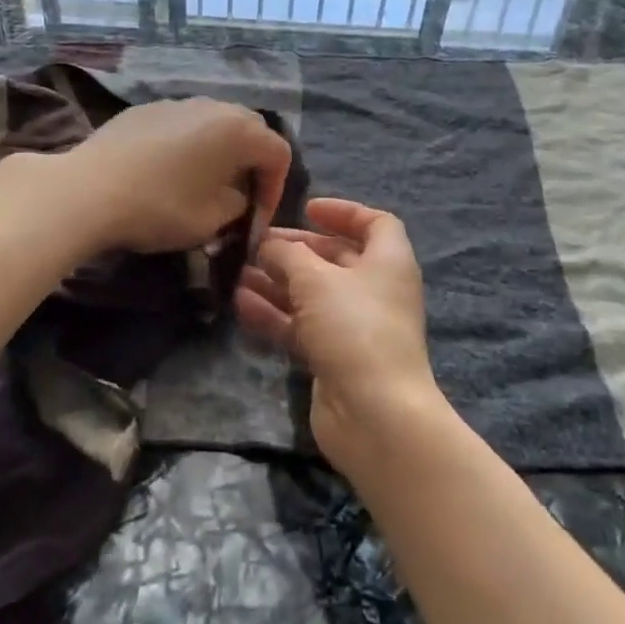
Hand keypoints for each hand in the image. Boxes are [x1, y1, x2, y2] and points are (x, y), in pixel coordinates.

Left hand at [10, 98, 291, 254]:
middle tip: (237, 197)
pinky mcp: (144, 109)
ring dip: (218, 152)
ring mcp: (176, 103)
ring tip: (202, 183)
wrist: (88, 190)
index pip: (278, 153)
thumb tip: (236, 196)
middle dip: (251, 165)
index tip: (256, 219)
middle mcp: (212, 107)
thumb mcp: (212, 220)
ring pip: (213, 124)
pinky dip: (186, 145)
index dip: (276, 189)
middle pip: (249, 130)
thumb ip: (238, 205)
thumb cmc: (160, 207)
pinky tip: (165, 172)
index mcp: (238, 130)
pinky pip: (180, 124)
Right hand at [236, 198, 443, 466]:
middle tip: (255, 244)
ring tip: (237, 273)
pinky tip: (240, 304)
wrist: (375, 414)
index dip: (343, 212)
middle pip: (335, 258)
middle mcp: (376, 290)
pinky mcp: (335, 357)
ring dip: (277, 283)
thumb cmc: (353, 327)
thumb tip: (268, 245)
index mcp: (388, 261)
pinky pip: (302, 326)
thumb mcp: (315, 279)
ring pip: (313, 295)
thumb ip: (287, 255)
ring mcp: (356, 327)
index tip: (306, 209)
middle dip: (294, 250)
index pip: (374, 223)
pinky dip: (275, 314)